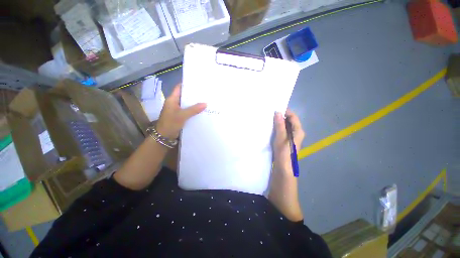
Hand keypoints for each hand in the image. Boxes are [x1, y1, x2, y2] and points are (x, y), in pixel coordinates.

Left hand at [156, 84, 206, 138]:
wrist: (164, 136)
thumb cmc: (170, 123)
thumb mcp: (182, 115)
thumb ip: (194, 109)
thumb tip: (205, 103)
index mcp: (172, 99)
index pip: (179, 88)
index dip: (187, 84)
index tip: (197, 83)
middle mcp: (174, 103)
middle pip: (184, 96)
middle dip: (193, 95)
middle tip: (204, 93)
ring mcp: (177, 110)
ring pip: (187, 104)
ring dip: (194, 103)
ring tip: (205, 100)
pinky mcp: (180, 116)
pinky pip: (188, 111)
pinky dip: (194, 110)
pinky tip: (201, 110)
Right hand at [273, 109, 304, 174]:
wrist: (283, 167)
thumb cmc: (284, 152)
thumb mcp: (281, 137)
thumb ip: (280, 125)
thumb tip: (278, 112)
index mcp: (298, 131)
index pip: (293, 117)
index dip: (285, 111)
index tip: (275, 108)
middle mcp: (296, 133)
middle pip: (289, 121)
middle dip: (281, 116)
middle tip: (271, 113)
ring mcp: (291, 137)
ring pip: (285, 126)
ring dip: (279, 122)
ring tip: (269, 119)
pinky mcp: (286, 141)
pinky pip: (282, 131)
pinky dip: (278, 128)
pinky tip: (271, 127)